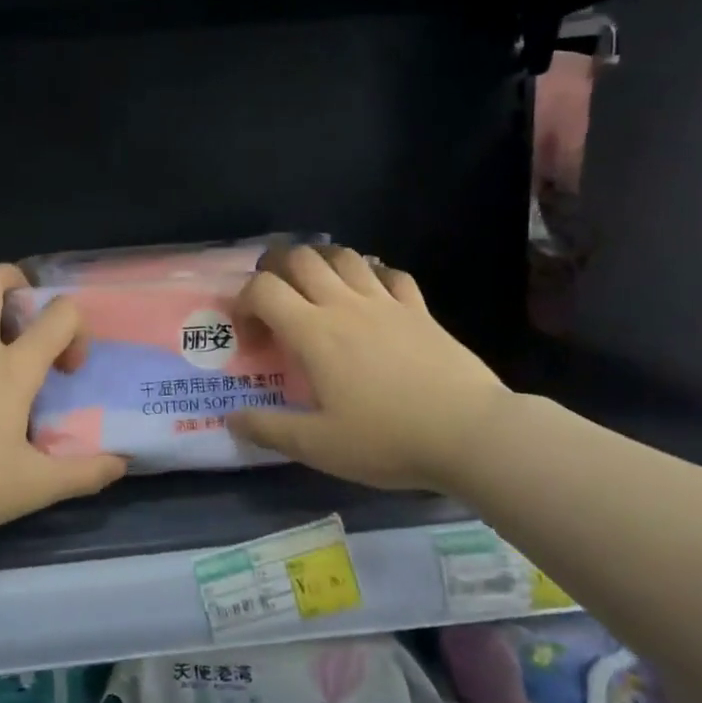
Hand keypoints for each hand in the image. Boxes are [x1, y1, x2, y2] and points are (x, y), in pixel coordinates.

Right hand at [226, 246, 511, 492]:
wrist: (470, 433)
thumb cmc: (388, 439)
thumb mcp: (318, 446)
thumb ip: (269, 429)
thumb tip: (231, 419)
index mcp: (314, 333)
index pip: (263, 289)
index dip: (244, 302)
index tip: (249, 334)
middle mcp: (345, 305)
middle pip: (301, 257)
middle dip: (275, 267)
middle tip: (273, 296)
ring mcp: (386, 302)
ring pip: (344, 256)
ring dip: (320, 262)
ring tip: (314, 287)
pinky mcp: (419, 309)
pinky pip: (390, 273)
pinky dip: (371, 273)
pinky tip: (369, 293)